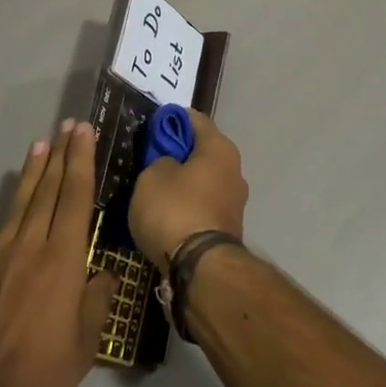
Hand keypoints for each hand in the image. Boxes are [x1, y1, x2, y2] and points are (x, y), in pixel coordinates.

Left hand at [0, 120, 117, 386]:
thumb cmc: (38, 379)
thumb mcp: (85, 346)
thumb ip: (96, 303)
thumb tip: (103, 276)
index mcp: (62, 261)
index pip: (75, 198)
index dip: (81, 161)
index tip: (84, 132)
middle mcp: (28, 250)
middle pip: (47, 193)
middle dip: (59, 157)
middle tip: (67, 127)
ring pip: (14, 208)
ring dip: (27, 177)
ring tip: (37, 147)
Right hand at [128, 109, 248, 267]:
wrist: (201, 267)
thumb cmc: (175, 210)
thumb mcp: (152, 176)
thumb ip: (159, 160)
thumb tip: (170, 164)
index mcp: (219, 148)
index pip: (195, 119)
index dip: (171, 118)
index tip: (151, 125)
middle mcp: (234, 169)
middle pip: (202, 150)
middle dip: (178, 152)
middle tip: (150, 159)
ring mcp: (235, 201)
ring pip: (204, 179)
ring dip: (184, 181)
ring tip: (156, 190)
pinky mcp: (229, 227)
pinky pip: (204, 204)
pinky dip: (188, 204)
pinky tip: (168, 214)